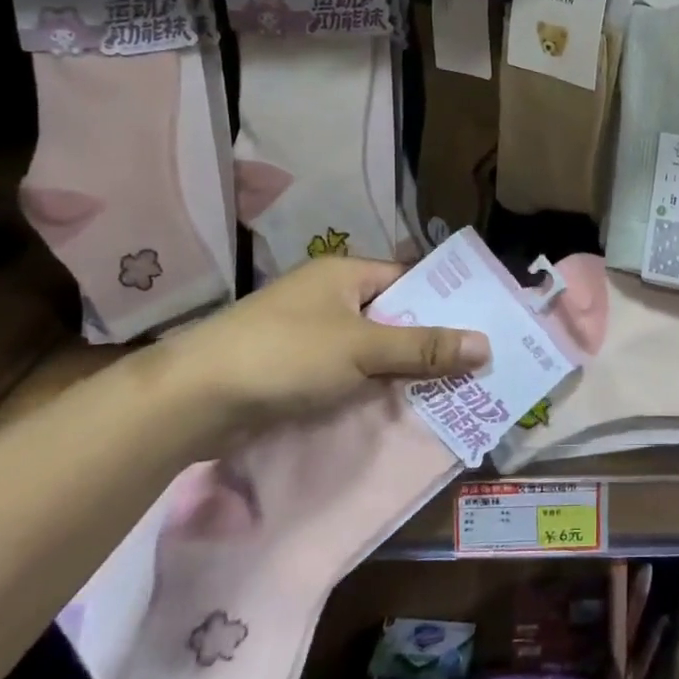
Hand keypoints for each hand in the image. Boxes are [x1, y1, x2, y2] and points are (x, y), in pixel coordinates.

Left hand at [143, 257, 488, 437]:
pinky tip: (400, 405)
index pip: (409, 280)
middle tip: (475, 365)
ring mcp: (309, 333)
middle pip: (393, 315)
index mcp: (345, 274)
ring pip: (371, 348)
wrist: (192, 400)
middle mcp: (329, 296)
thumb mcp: (363, 350)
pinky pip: (348, 371)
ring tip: (450, 389)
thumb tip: (486, 345)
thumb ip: (424, 348)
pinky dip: (372, 385)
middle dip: (428, 341)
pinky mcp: (295, 368)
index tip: (481, 327)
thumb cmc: (285, 356)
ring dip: (401, 368)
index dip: (445, 302)